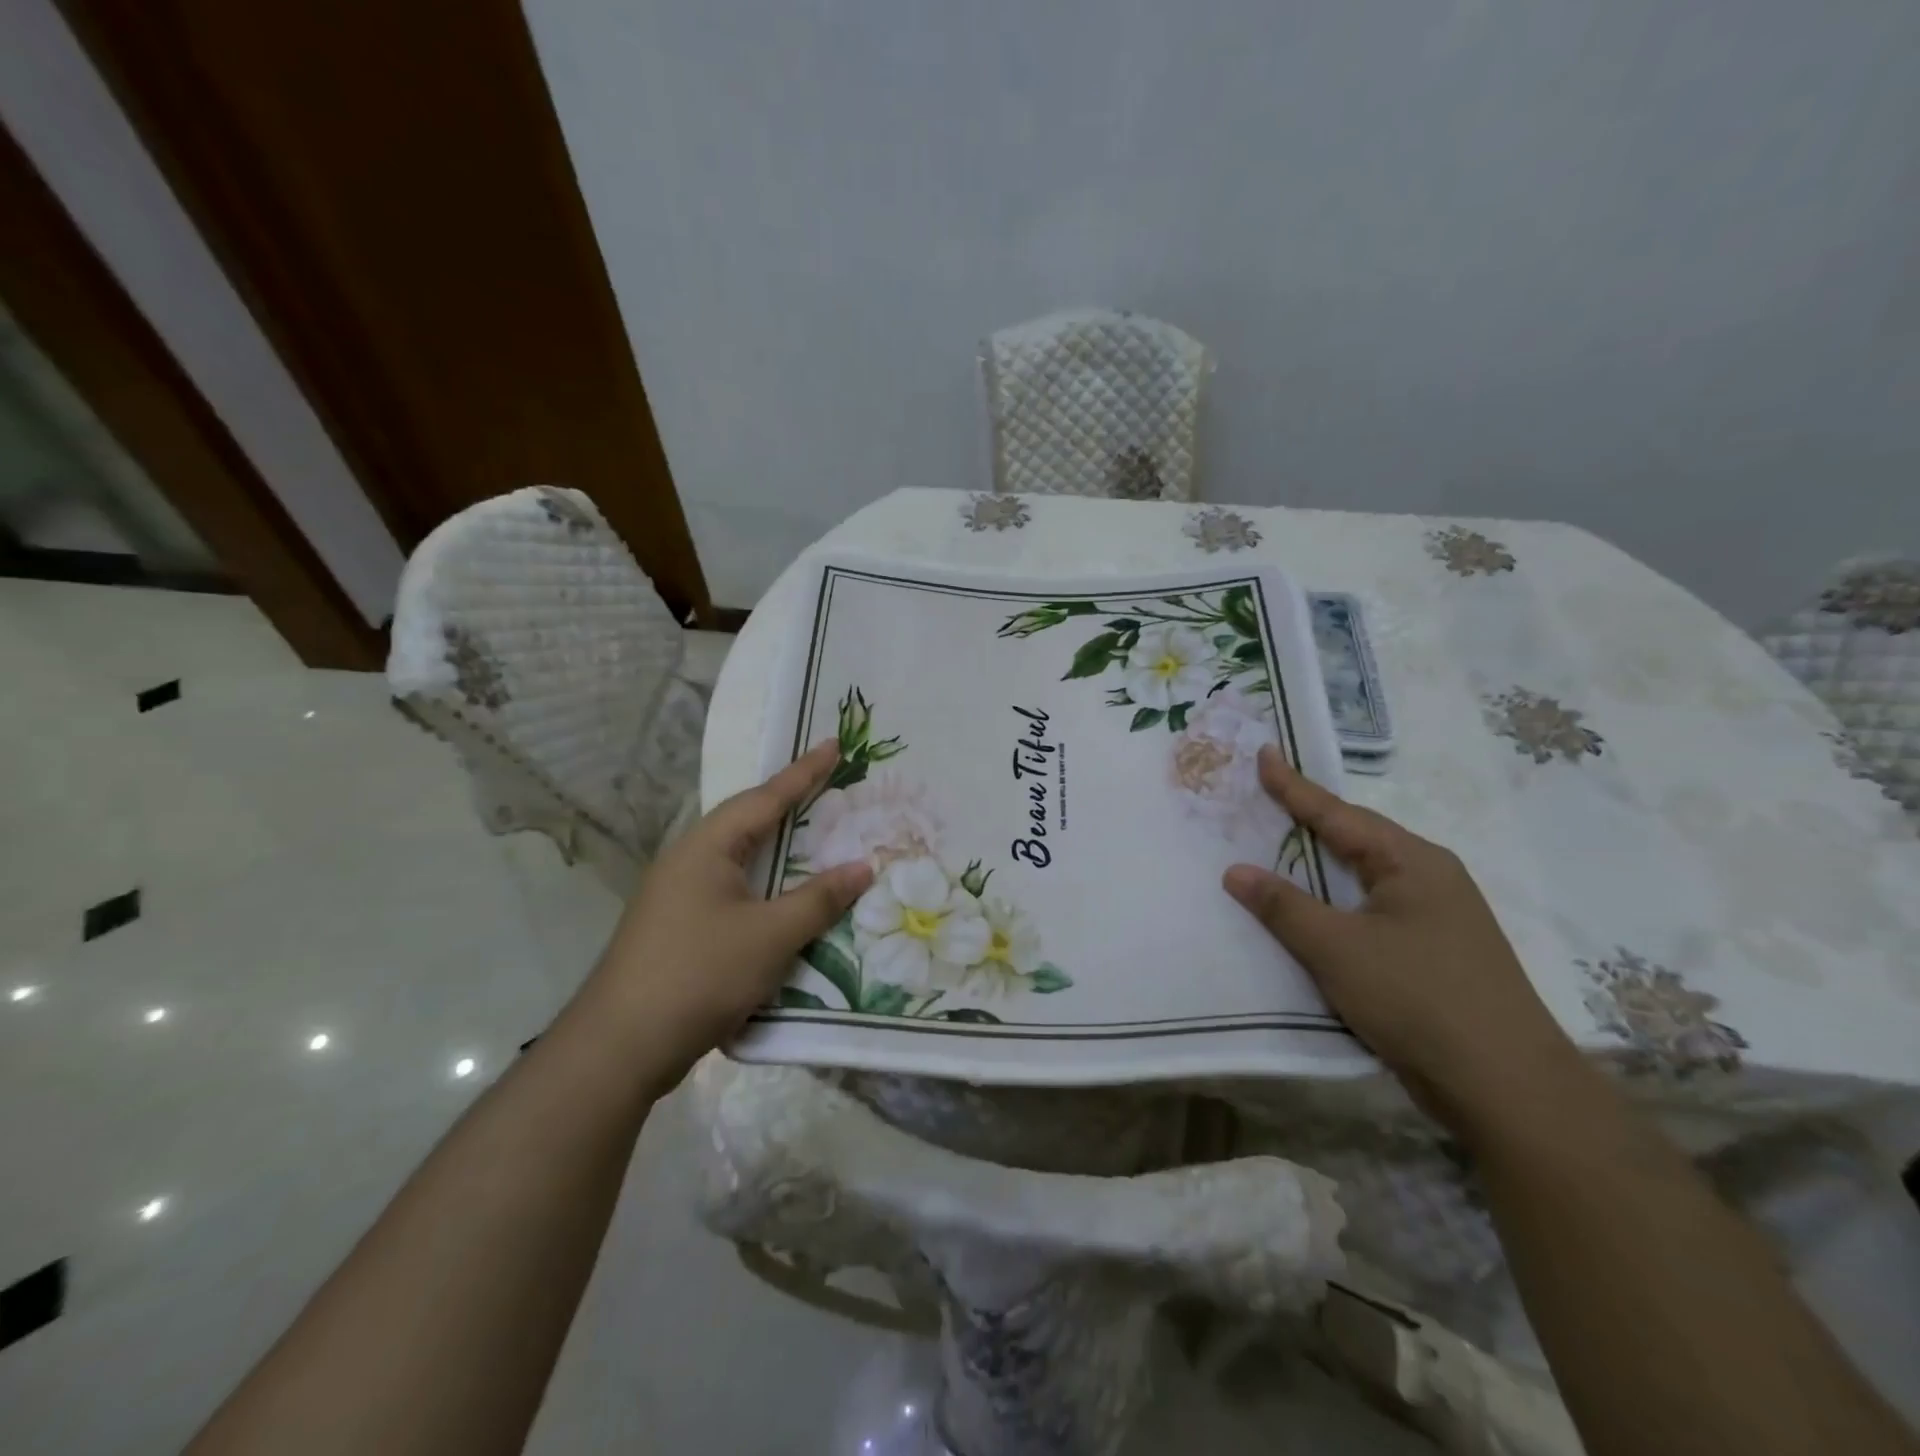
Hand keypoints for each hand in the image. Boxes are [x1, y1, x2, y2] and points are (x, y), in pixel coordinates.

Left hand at [579, 740, 872, 1089]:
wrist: (621, 1046)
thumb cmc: (700, 974)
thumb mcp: (771, 935)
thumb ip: (819, 899)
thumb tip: (863, 867)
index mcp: (707, 848)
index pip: (765, 798)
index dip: (804, 772)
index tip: (834, 744)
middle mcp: (690, 861)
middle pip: (750, 822)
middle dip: (792, 805)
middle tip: (833, 788)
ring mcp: (680, 896)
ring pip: (742, 861)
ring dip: (780, 851)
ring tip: (819, 837)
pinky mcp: (681, 929)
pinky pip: (735, 892)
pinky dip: (768, 887)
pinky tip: (787, 900)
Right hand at [1223, 745, 1580, 1129]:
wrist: (1506, 1088)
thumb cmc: (1418, 998)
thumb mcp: (1337, 948)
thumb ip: (1282, 906)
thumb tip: (1235, 871)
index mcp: (1412, 862)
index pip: (1339, 814)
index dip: (1294, 787)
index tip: (1264, 754)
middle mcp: (1429, 879)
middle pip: (1356, 839)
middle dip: (1309, 819)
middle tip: (1265, 796)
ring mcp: (1436, 919)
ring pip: (1363, 878)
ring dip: (1320, 864)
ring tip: (1279, 845)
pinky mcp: (1433, 955)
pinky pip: (1370, 912)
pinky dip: (1334, 903)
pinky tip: (1313, 911)